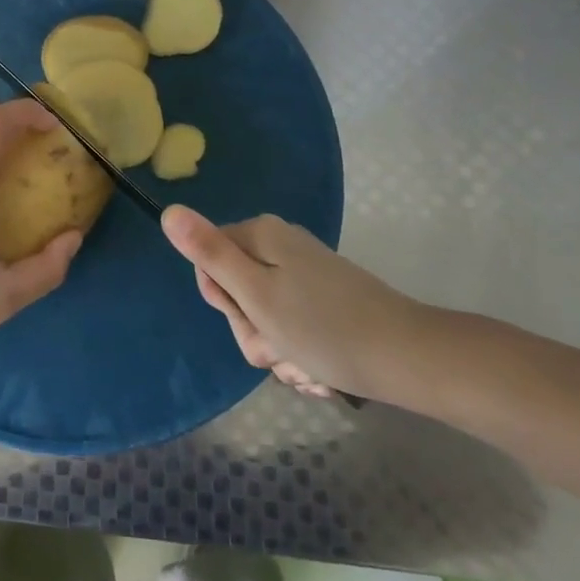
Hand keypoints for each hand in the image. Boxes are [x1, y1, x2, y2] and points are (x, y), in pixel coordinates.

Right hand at [160, 206, 432, 402]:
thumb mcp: (255, 294)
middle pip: (236, 289)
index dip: (222, 299)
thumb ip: (209, 253)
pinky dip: (299, 350)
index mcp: (260, 235)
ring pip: (264, 314)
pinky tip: (319, 370)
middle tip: (279, 347)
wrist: (411, 360)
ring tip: (304, 365)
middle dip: (252, 329)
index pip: (208, 262)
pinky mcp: (326, 298)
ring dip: (276, 347)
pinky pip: (292, 324)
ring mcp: (306, 272)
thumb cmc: (324, 328)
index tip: (250, 319)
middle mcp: (281, 244)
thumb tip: (168, 211)